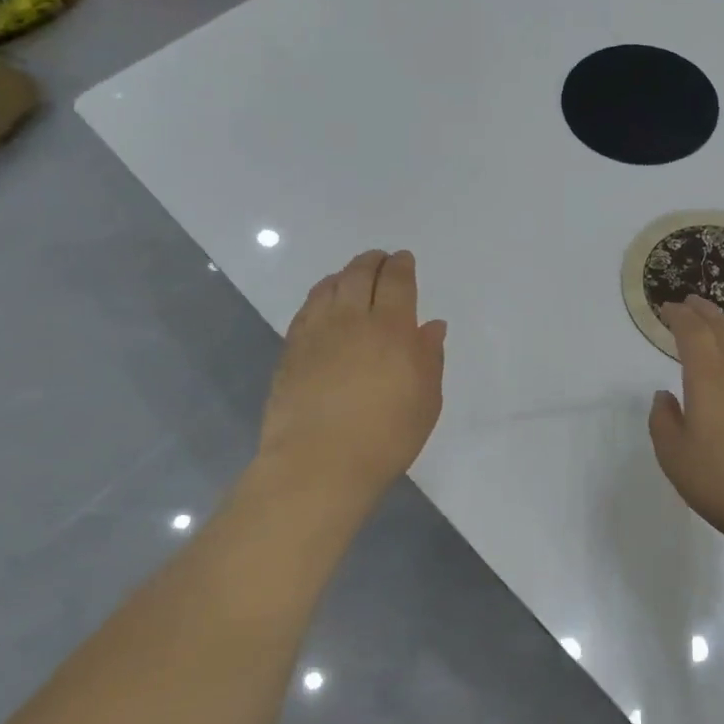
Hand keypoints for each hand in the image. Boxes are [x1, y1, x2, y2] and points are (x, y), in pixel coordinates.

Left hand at [257, 250, 447, 515]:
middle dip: (373, 261)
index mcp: (393, 328)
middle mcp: (354, 319)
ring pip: (331, 286)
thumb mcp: (425, 401)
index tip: (404, 259)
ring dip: (345, 273)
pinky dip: (321, 295)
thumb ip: (429, 357)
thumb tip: (431, 325)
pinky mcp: (292, 349)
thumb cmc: (385, 437)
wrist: (319, 463)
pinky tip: (325, 301)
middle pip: (361, 274)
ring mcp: (318, 332)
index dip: (402, 266)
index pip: (397, 282)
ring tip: (353, 275)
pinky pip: (308, 308)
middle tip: (380, 259)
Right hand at [648, 295, 723, 538]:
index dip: (679, 316)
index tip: (668, 308)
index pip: (692, 332)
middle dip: (704, 312)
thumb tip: (665, 395)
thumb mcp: (674, 455)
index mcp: (708, 376)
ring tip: (717, 322)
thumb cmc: (722, 480)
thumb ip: (663, 421)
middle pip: (722, 328)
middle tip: (691, 302)